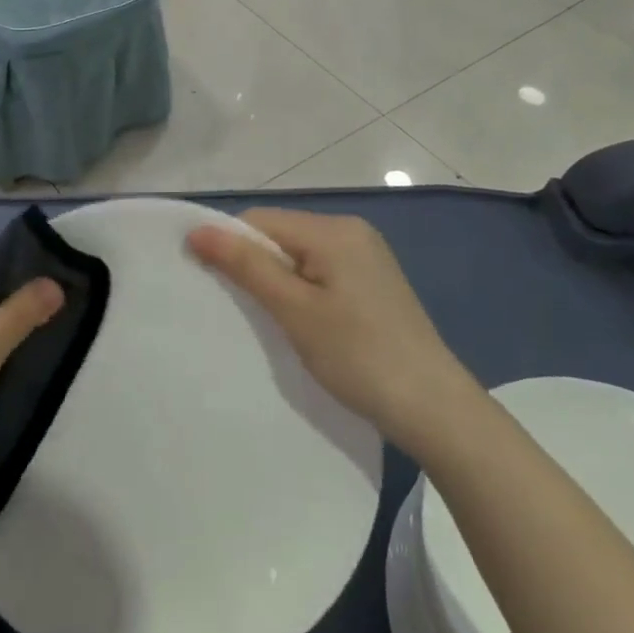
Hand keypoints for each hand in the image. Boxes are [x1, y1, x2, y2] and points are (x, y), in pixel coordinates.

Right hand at [188, 209, 463, 438]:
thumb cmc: (359, 356)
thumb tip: (197, 230)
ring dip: (278, 281)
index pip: (260, 221)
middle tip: (242, 310)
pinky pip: (321, 271)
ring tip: (271, 320)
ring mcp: (367, 256)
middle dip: (255, 265)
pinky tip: (302, 323)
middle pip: (281, 234)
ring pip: (299, 255)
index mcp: (334, 229)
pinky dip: (302, 291)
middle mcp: (351, 231)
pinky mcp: (373, 282)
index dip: (230, 246)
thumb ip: (246, 266)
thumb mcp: (295, 311)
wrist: (436, 411)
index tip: (212, 285)